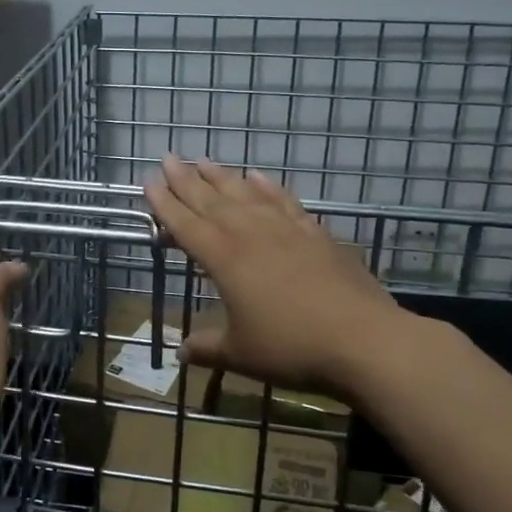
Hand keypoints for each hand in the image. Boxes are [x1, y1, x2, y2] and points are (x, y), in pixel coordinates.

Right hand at [144, 154, 415, 392]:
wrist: (363, 339)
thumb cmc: (292, 347)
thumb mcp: (241, 354)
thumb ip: (208, 348)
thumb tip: (181, 353)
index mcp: (224, 259)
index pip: (186, 224)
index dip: (164, 203)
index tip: (148, 180)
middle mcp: (250, 234)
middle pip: (210, 200)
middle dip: (185, 179)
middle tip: (167, 157)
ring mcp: (284, 229)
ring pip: (244, 193)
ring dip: (221, 176)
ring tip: (203, 159)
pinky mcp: (314, 233)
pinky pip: (283, 200)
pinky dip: (267, 186)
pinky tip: (258, 177)